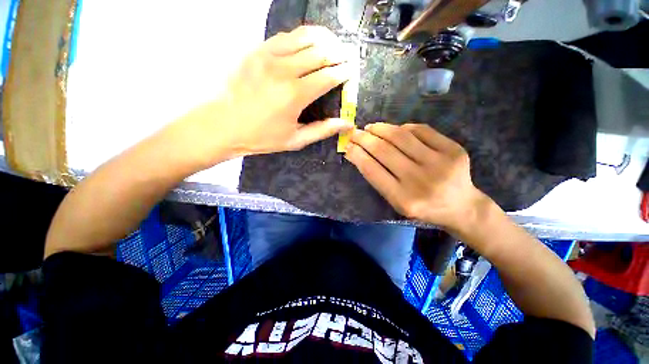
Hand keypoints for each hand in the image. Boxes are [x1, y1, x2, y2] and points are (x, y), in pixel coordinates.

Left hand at [187, 26, 353, 165]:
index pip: (328, 76)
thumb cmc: (262, 137)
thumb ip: (322, 130)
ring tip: (333, 45)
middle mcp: (284, 70)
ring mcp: (268, 56)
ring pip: (305, 37)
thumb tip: (346, 124)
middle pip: (320, 52)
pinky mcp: (256, 51)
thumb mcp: (295, 140)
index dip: (344, 72)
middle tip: (347, 57)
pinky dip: (302, 37)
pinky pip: (285, 36)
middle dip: (339, 53)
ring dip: (324, 39)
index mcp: (295, 95)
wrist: (223, 125)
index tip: (351, 72)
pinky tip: (308, 44)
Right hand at [345, 123, 487, 230]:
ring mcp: (440, 163)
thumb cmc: (423, 207)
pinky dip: (404, 128)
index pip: (372, 170)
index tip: (347, 145)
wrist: (461, 206)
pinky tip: (395, 130)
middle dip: (364, 138)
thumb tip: (358, 154)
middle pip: (384, 151)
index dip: (357, 154)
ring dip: (381, 128)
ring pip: (401, 137)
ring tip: (371, 127)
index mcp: (403, 199)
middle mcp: (420, 181)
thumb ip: (378, 179)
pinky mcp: (454, 150)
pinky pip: (422, 130)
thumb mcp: (396, 202)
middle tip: (355, 132)